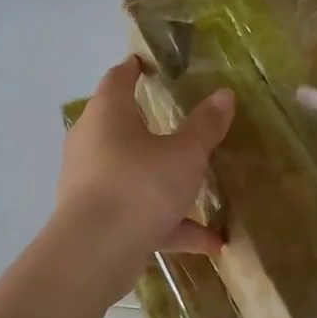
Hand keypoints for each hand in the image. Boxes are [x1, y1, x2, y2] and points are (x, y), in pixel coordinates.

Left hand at [53, 56, 233, 262]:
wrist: (94, 253)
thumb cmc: (139, 186)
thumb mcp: (184, 155)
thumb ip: (205, 127)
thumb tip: (224, 95)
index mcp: (108, 114)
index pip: (118, 78)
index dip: (134, 68)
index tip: (148, 64)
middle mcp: (92, 142)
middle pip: (122, 125)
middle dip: (151, 126)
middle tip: (182, 121)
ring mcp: (91, 183)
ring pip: (134, 173)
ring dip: (168, 182)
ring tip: (204, 190)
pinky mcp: (98, 219)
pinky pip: (140, 213)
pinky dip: (170, 223)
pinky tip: (211, 242)